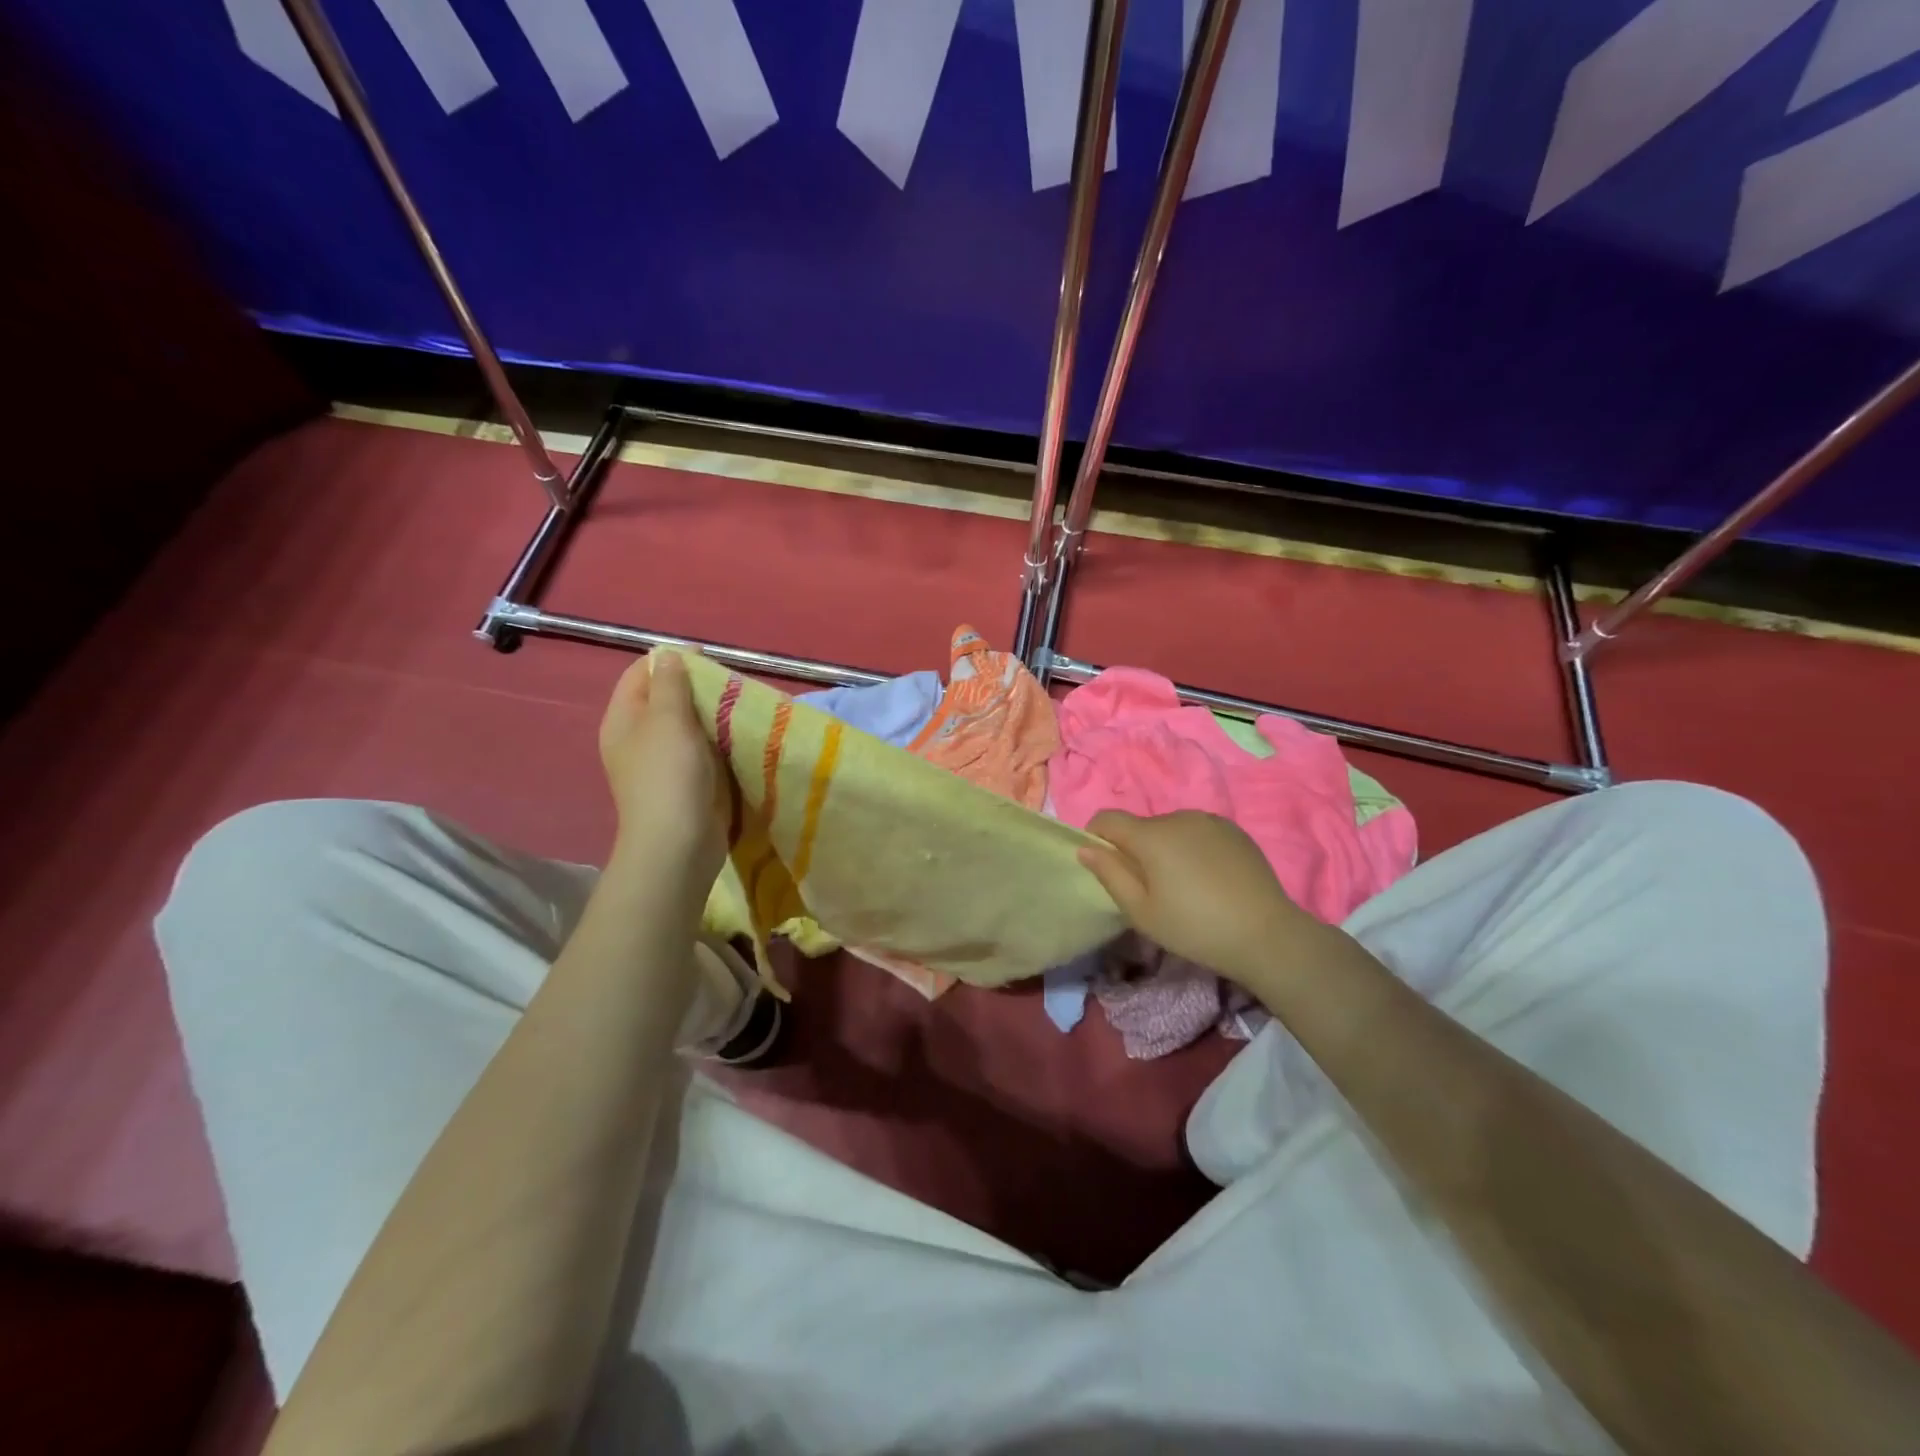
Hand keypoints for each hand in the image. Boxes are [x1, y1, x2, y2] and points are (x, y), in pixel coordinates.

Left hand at [598, 651, 726, 886]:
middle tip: (731, 684)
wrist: (678, 844)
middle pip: (666, 698)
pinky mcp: (686, 783)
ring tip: (741, 707)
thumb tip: (670, 655)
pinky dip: (720, 741)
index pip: (641, 673)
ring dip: (712, 715)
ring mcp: (662, 763)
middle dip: (697, 687)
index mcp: (623, 719)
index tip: (709, 658)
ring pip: (688, 726)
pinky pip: (703, 751)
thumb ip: (670, 684)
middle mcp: (638, 738)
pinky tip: (740, 737)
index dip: (671, 660)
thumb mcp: (668, 720)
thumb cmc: (668, 775)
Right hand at [1077, 810, 1324, 993]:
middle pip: (1141, 826)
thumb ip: (1110, 875)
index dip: (1096, 836)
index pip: (1107, 818)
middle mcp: (1178, 817)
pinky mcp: (1234, 830)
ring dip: (1165, 848)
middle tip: (1150, 889)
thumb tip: (1085, 849)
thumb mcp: (1142, 912)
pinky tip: (1209, 879)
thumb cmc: (1195, 928)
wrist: (1267, 935)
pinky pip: (1198, 832)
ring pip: (1171, 829)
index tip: (1105, 866)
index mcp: (1151, 835)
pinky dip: (1192, 848)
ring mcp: (1210, 820)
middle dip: (1135, 849)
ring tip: (1184, 886)